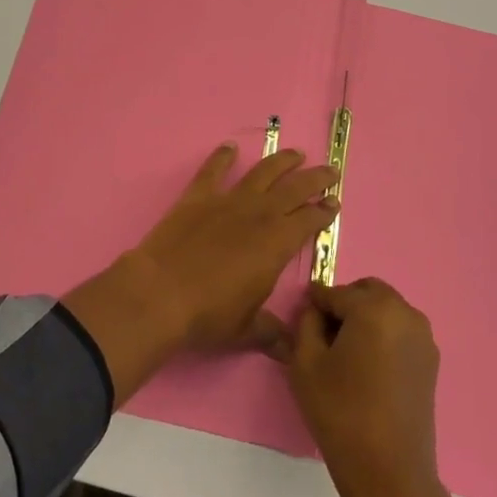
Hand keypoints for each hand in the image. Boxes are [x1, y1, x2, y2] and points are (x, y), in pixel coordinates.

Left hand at [63, 144, 337, 403]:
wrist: (161, 293)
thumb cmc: (209, 314)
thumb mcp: (247, 330)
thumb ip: (272, 333)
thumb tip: (292, 349)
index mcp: (277, 243)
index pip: (309, 220)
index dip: (324, 211)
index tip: (334, 203)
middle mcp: (259, 214)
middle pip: (294, 188)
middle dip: (315, 179)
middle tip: (330, 171)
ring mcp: (228, 200)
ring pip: (262, 172)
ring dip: (281, 161)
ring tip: (296, 153)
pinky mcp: (198, 196)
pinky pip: (214, 170)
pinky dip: (223, 156)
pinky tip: (230, 147)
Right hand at [285, 278, 447, 496]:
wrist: (390, 475)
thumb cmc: (342, 415)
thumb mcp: (305, 364)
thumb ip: (305, 323)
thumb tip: (314, 310)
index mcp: (374, 307)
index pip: (334, 293)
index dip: (314, 305)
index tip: (301, 321)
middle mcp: (404, 311)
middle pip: (365, 292)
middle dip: (344, 306)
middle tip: (325, 338)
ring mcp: (423, 335)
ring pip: (384, 309)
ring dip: (365, 319)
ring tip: (347, 356)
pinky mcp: (431, 360)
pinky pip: (399, 331)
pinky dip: (382, 336)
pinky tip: (368, 370)